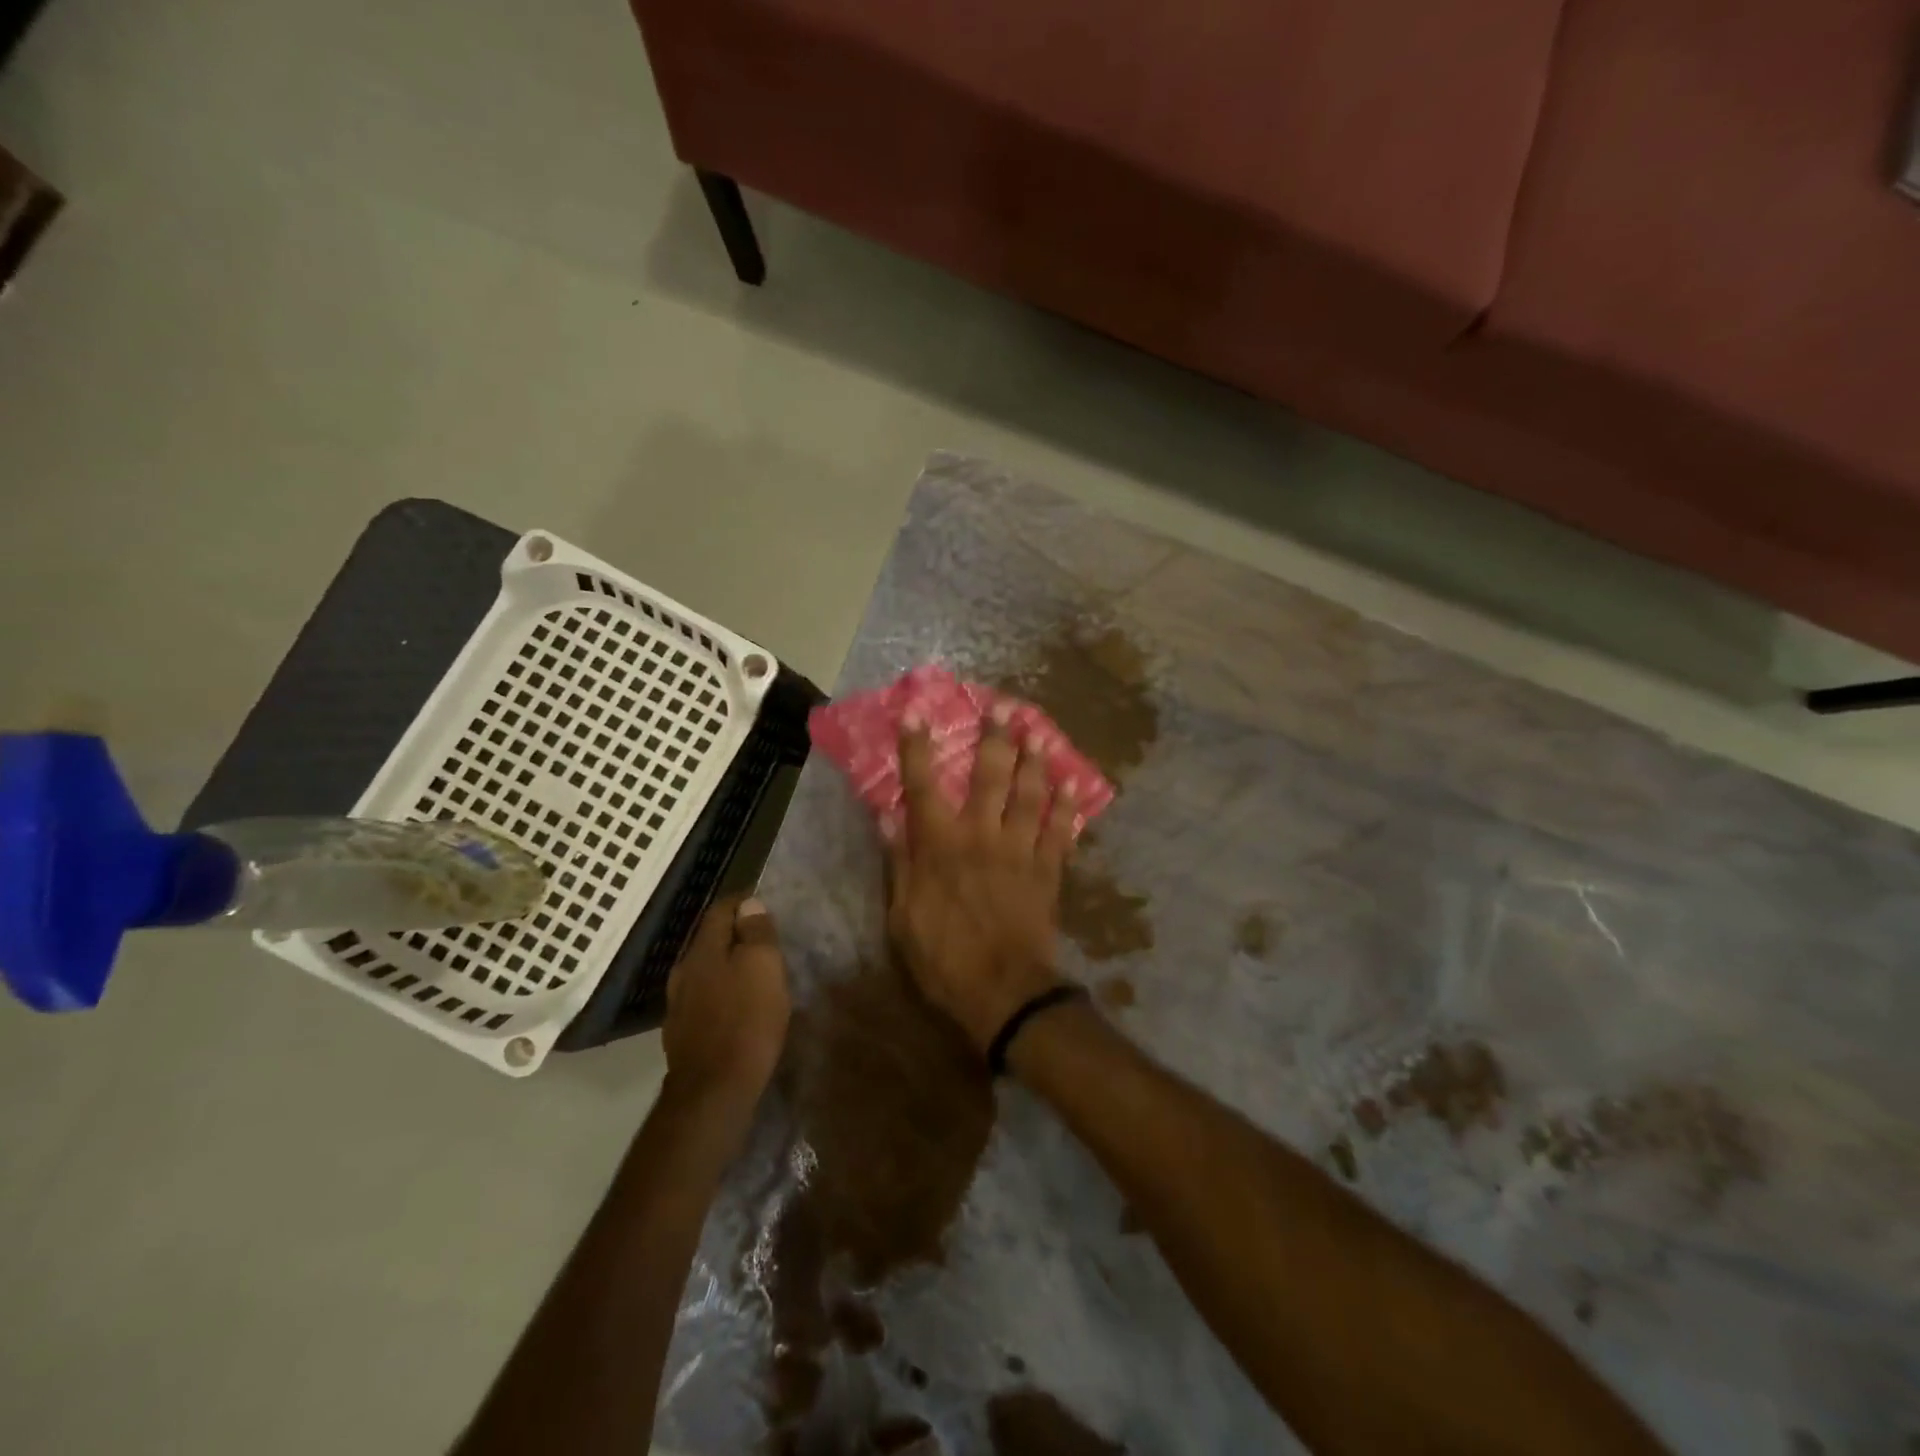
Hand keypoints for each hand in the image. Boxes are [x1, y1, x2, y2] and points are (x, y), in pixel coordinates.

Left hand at [661, 895, 790, 1105]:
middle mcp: (684, 972)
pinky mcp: (683, 1035)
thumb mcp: (763, 967)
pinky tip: (737, 1007)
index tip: (765, 901)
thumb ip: (756, 933)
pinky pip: (705, 1000)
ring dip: (727, 966)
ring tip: (753, 973)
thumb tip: (749, 904)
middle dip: (735, 935)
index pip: (720, 910)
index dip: (743, 902)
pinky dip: (722, 994)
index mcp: (703, 950)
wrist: (713, 1091)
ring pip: (705, 972)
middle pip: (709, 941)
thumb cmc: (746, 1021)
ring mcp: (678, 1005)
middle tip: (764, 938)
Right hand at [886, 706, 1078, 1053]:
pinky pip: (1060, 830)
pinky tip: (1072, 782)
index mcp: (940, 845)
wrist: (1003, 992)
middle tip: (1002, 706)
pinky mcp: (1048, 869)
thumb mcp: (903, 917)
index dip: (918, 747)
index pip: (923, 784)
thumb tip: (888, 817)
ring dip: (1035, 759)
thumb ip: (899, 863)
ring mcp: (1020, 849)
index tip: (917, 713)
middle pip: (990, 775)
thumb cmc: (943, 957)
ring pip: (1030, 793)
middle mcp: (982, 835)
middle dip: (995, 737)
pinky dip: (1067, 805)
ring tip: (1039, 730)